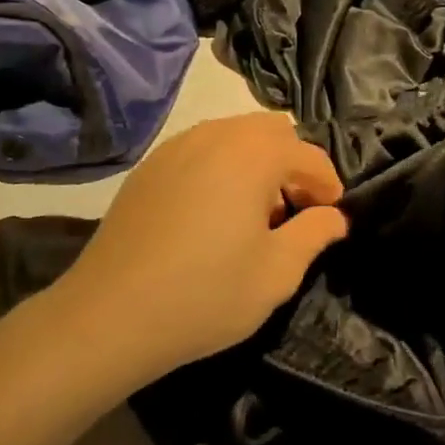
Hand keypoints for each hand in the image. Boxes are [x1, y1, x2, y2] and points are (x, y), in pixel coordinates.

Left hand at [57, 113, 348, 382]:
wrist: (110, 313)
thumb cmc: (206, 293)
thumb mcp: (276, 273)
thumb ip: (314, 234)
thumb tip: (334, 217)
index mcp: (252, 154)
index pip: (307, 153)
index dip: (328, 182)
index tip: (332, 214)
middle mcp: (215, 135)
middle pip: (269, 131)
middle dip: (292, 163)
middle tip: (296, 208)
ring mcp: (176, 146)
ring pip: (232, 136)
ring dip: (256, 162)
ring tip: (255, 212)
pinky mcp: (149, 166)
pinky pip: (200, 150)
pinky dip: (221, 167)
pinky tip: (213, 212)